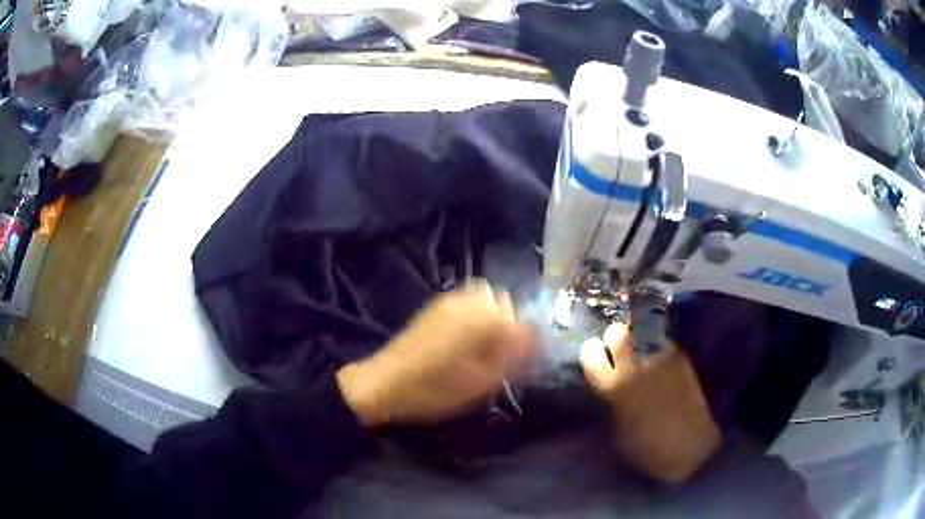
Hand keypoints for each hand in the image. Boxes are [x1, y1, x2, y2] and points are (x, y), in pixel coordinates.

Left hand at [337, 281, 534, 426]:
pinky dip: (474, 315)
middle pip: (501, 301)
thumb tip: (529, 351)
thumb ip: (509, 364)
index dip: (528, 341)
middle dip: (508, 322)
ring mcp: (447, 302)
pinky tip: (465, 340)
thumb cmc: (433, 391)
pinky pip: (465, 302)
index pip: (520, 322)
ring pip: (482, 297)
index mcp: (481, 321)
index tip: (526, 359)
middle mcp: (467, 304)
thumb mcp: (478, 386)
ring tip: (484, 345)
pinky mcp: (433, 308)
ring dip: (491, 316)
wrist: (383, 384)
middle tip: (503, 351)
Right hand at [581, 323, 719, 482]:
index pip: (591, 354)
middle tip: (616, 350)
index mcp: (615, 386)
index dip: (590, 352)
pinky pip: (663, 348)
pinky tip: (659, 368)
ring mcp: (662, 359)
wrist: (690, 448)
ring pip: (642, 338)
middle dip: (614, 339)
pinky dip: (657, 353)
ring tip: (640, 359)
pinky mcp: (682, 361)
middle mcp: (637, 365)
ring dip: (638, 346)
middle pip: (618, 333)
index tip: (593, 355)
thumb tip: (607, 387)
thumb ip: (611, 401)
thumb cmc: (646, 449)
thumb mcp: (617, 429)